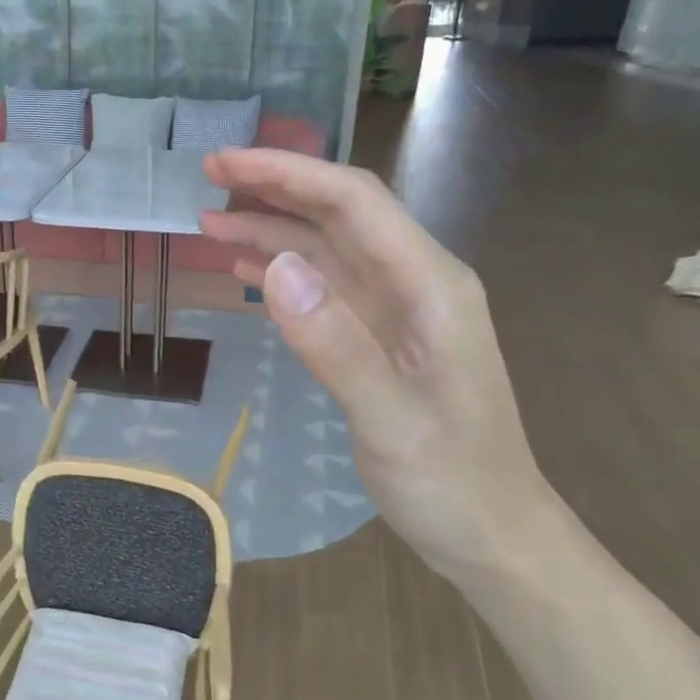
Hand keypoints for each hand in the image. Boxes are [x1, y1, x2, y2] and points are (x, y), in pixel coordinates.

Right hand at [199, 148, 558, 583]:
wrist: (494, 536)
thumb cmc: (452, 484)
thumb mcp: (393, 421)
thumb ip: (337, 344)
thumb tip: (277, 266)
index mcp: (430, 286)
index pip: (354, 203)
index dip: (288, 175)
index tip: (225, 164)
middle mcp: (415, 284)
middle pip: (339, 216)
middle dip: (274, 190)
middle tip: (206, 178)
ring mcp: (397, 312)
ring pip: (327, 251)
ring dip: (271, 231)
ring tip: (209, 223)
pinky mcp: (379, 339)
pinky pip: (326, 291)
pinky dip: (283, 274)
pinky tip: (246, 271)